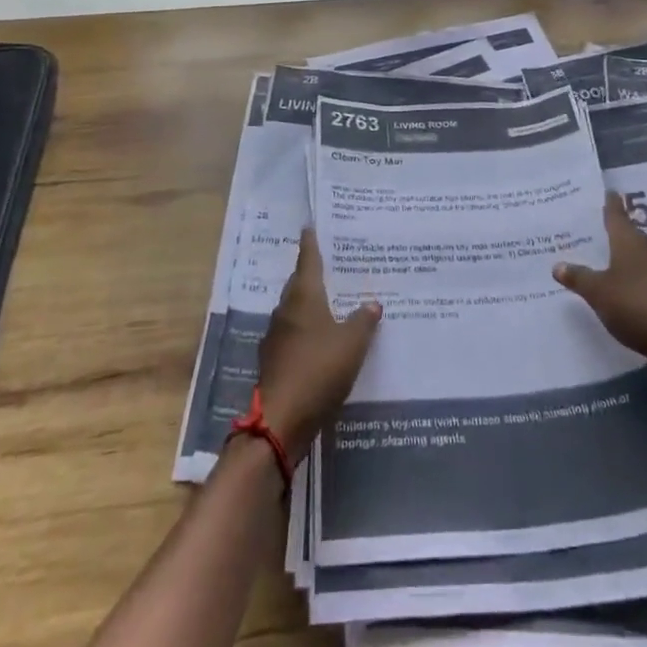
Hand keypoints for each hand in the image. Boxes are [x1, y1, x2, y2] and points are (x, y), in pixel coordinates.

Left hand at [255, 230, 381, 461]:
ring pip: (294, 311)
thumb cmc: (319, 369)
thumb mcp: (352, 344)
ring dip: (309, 305)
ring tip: (331, 304)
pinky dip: (306, 332)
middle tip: (331, 267)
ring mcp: (276, 336)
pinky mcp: (274, 361)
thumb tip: (372, 303)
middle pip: (299, 284)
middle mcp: (286, 310)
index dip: (311, 243)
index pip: (308, 260)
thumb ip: (363, 321)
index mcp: (303, 297)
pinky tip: (320, 341)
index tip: (309, 226)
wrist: (282, 420)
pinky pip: (293, 335)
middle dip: (312, 275)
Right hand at [555, 194, 646, 362]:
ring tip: (606, 257)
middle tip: (596, 228)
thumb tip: (558, 264)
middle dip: (615, 230)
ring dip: (625, 255)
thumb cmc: (636, 305)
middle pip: (630, 234)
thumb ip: (578, 277)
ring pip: (640, 256)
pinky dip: (634, 276)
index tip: (608, 191)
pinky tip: (624, 285)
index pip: (617, 215)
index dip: (611, 204)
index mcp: (629, 242)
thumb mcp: (599, 292)